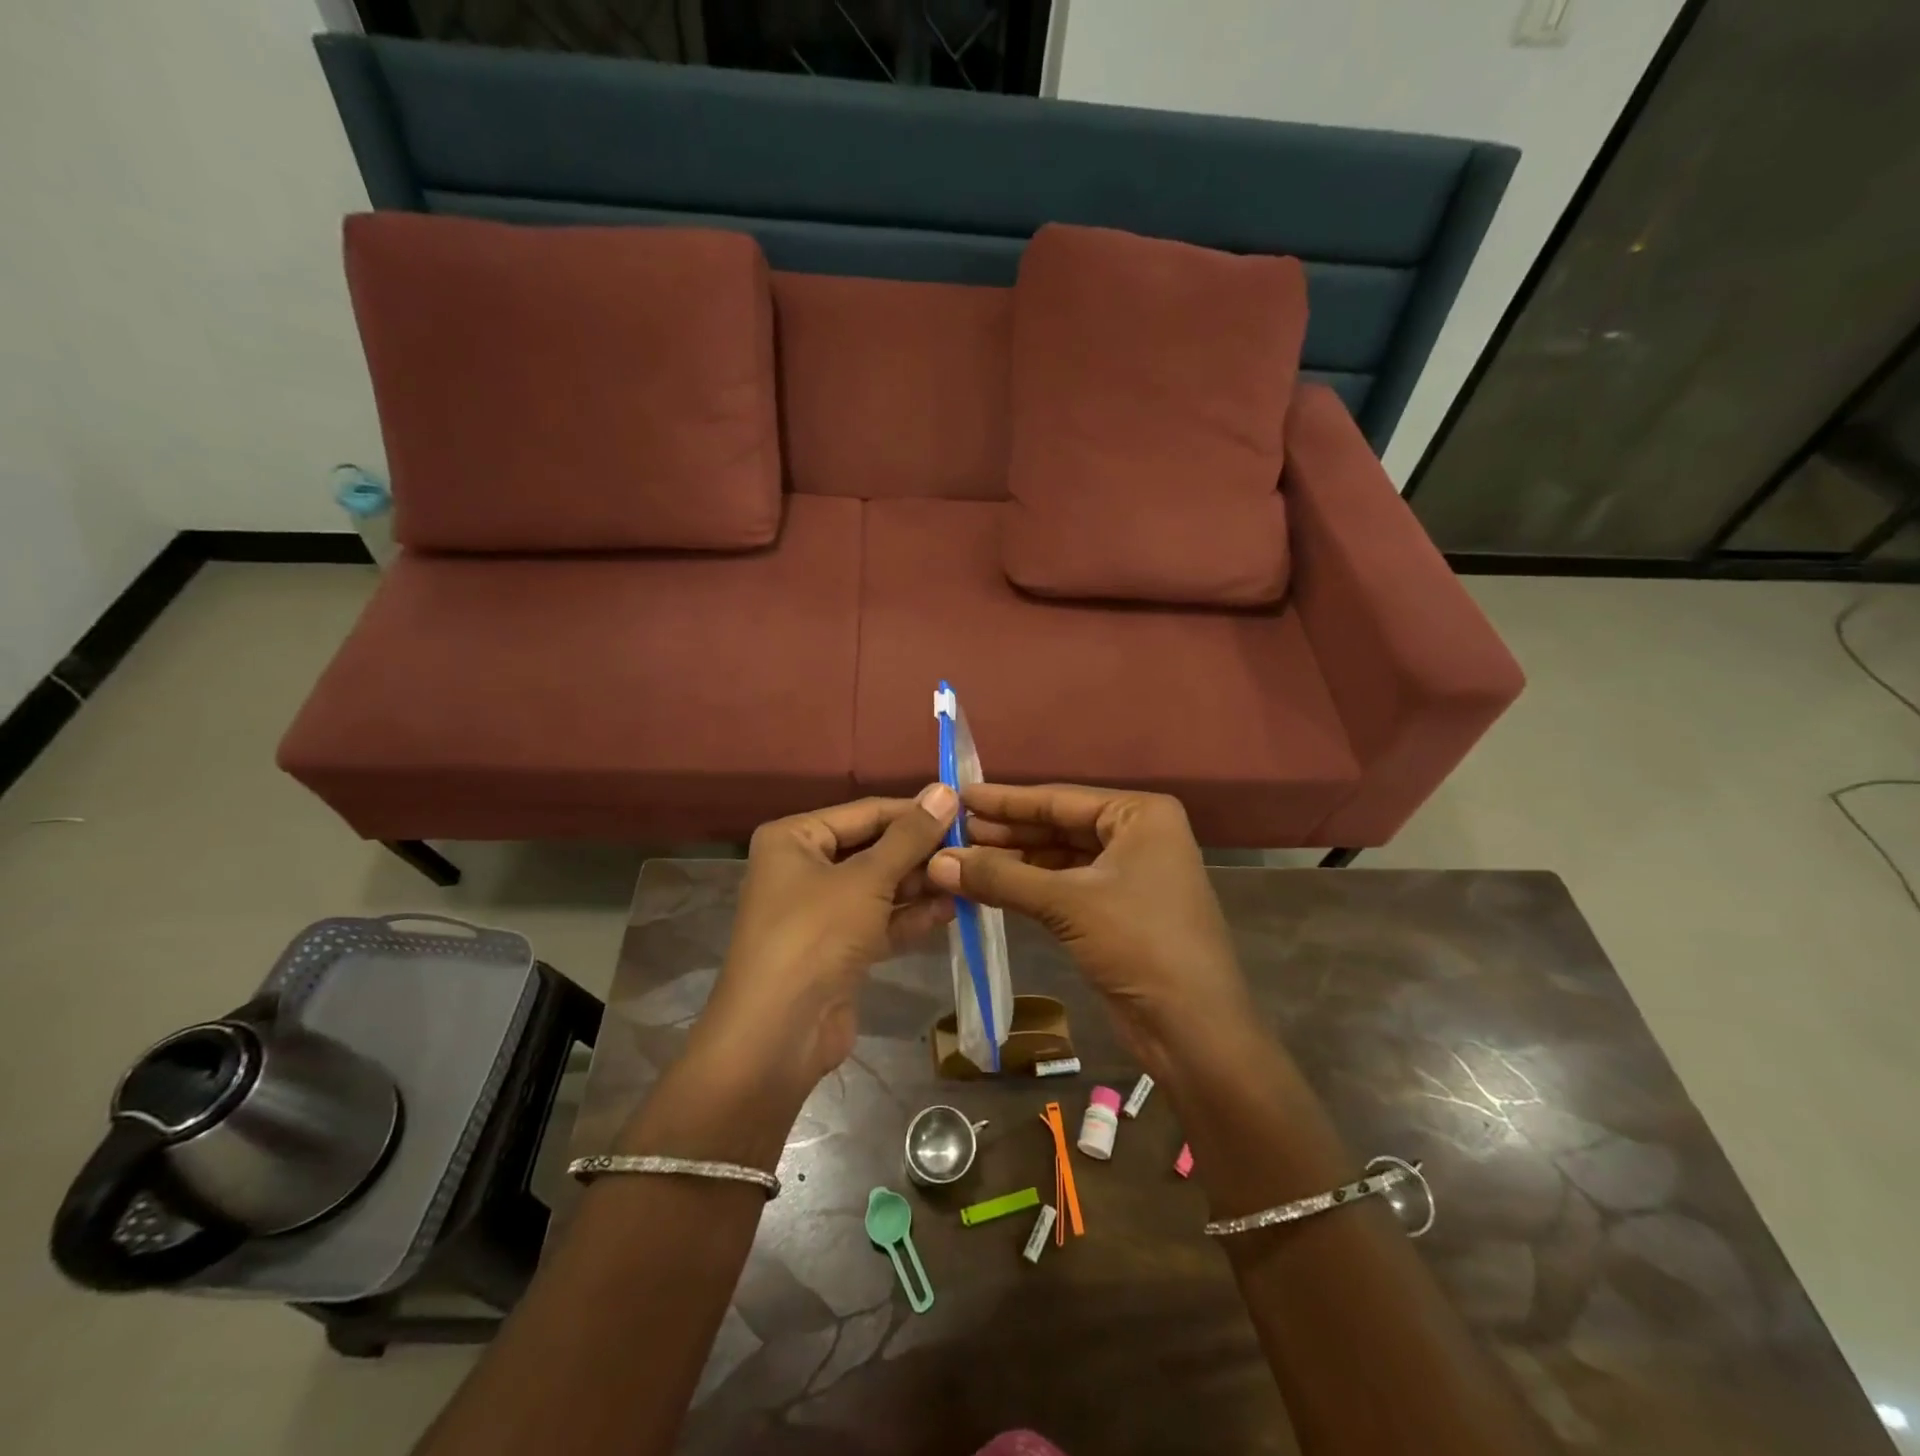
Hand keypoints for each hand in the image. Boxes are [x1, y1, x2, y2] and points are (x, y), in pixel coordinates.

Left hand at [696, 786, 958, 1091]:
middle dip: (919, 853)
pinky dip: (910, 917)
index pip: (865, 812)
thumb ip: (910, 836)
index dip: (914, 812)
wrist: (778, 1035)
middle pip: (873, 850)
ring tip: (967, 878)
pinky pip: (879, 922)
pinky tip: (951, 910)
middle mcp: (803, 869)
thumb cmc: (816, 935)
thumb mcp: (867, 878)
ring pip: (879, 888)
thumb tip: (945, 790)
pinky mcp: (837, 950)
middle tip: (971, 849)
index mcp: (794, 839)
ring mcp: (820, 913)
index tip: (963, 811)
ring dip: (920, 885)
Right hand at [926, 784, 1253, 1072]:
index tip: (960, 795)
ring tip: (962, 859)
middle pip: (1060, 825)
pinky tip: (992, 887)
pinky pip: (1067, 886)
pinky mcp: (1121, 910)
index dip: (1006, 800)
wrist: (1193, 1029)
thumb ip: (1001, 877)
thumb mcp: (1066, 903)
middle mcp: (1139, 835)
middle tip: (953, 831)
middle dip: (1007, 832)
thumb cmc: (1139, 944)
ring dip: (1015, 862)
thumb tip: (937, 860)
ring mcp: (1131, 874)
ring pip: (1061, 858)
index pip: (1060, 798)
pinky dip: (1031, 888)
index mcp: (1141, 814)